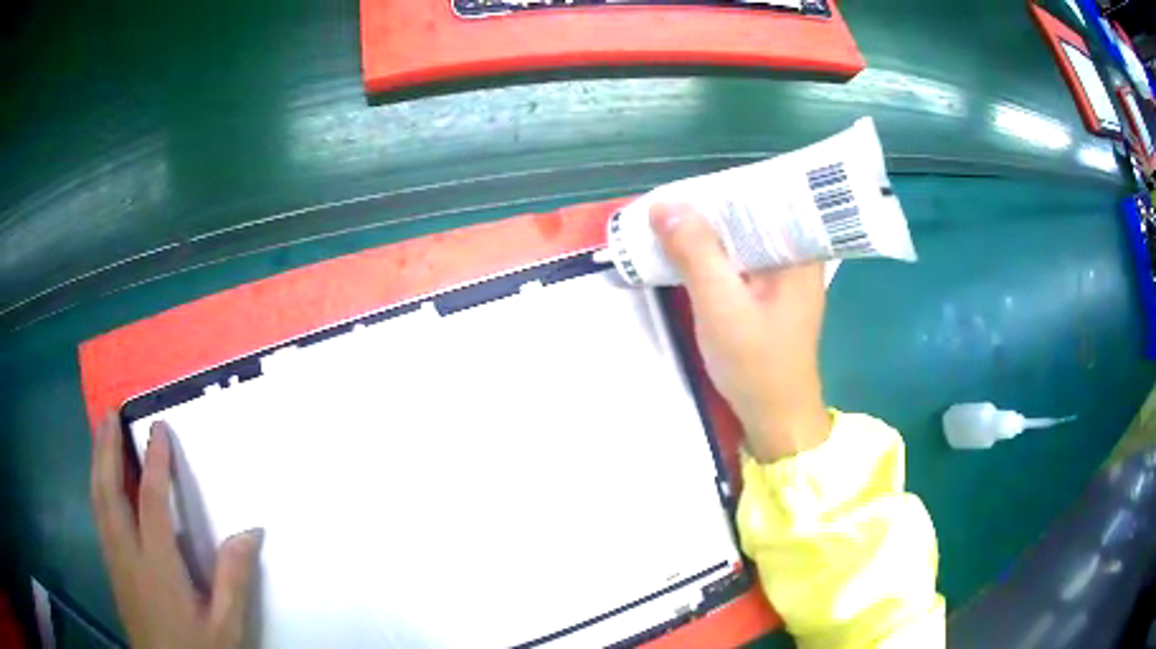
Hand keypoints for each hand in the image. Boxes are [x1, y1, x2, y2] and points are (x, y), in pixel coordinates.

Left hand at [90, 413, 262, 647]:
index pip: (152, 502)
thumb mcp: (226, 627)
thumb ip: (234, 580)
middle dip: (107, 449)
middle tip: (109, 413)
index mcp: (158, 566)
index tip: (158, 428)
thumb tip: (251, 530)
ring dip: (98, 463)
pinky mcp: (112, 571)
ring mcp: (115, 561)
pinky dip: (97, 489)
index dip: (155, 463)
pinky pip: (99, 517)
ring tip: (100, 434)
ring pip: (98, 501)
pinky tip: (102, 484)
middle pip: (110, 491)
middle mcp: (128, 554)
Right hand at [651, 204, 830, 461]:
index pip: (767, 196)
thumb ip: (696, 253)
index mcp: (800, 251)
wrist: (775, 417)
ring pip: (744, 237)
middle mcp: (798, 255)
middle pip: (753, 215)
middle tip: (668, 204)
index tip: (686, 186)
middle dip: (711, 209)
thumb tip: (665, 204)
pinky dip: (715, 255)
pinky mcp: (771, 293)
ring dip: (710, 232)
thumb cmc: (756, 364)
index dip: (724, 187)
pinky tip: (689, 254)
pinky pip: (742, 259)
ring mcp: (785, 275)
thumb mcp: (721, 305)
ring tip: (670, 222)